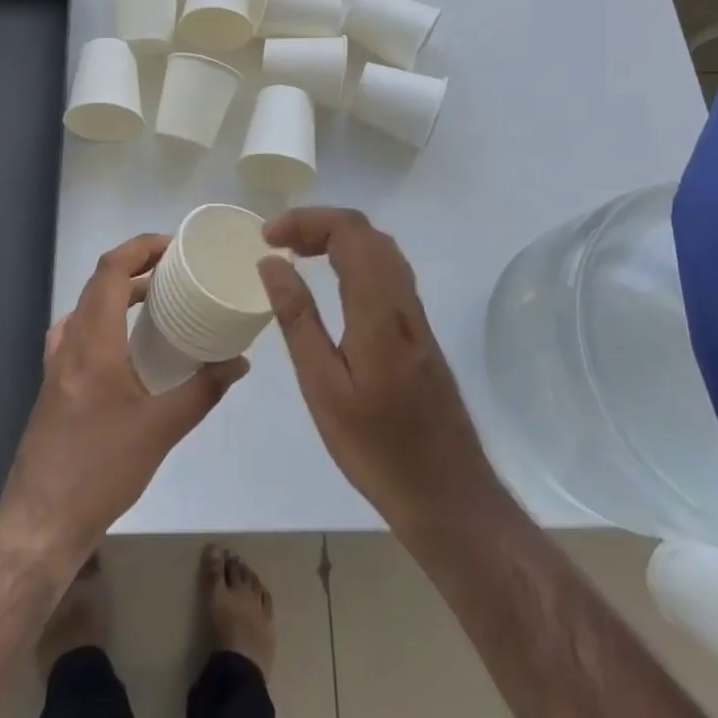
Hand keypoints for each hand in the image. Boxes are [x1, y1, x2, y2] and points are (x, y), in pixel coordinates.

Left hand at [0, 234, 248, 571]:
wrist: (41, 521)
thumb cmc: (100, 469)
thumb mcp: (160, 430)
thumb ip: (203, 391)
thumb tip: (239, 362)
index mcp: (92, 340)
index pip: (111, 269)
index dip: (141, 247)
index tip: (175, 246)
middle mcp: (70, 341)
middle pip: (99, 282)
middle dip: (137, 266)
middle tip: (177, 270)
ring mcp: (58, 362)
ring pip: (89, 306)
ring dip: (121, 292)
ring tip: (158, 299)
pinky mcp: (56, 383)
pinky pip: (82, 330)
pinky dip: (107, 319)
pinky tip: (127, 344)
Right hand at [258, 208, 502, 532]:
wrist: (449, 496)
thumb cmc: (377, 448)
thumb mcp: (323, 387)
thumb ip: (297, 319)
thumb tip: (271, 263)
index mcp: (378, 310)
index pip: (349, 232)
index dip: (306, 221)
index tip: (268, 238)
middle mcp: (403, 302)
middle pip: (367, 232)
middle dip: (319, 223)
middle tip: (278, 242)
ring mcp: (416, 316)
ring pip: (381, 249)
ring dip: (338, 238)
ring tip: (298, 254)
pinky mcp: (419, 332)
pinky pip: (388, 271)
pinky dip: (355, 258)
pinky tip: (334, 283)